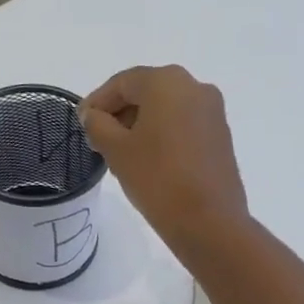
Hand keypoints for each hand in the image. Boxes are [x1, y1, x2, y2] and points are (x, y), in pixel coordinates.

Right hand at [79, 65, 249, 253]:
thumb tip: (94, 115)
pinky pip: (184, 126)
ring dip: (141, 125)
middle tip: (98, 139)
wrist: (209, 222)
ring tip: (121, 153)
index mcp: (167, 82)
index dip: (97, 101)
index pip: (122, 83)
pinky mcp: (221, 136)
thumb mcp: (116, 150)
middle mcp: (195, 87)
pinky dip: (163, 135)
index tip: (81, 123)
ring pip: (167, 109)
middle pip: (147, 92)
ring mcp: (213, 112)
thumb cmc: (157, 179)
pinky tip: (149, 159)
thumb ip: (98, 125)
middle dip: (120, 113)